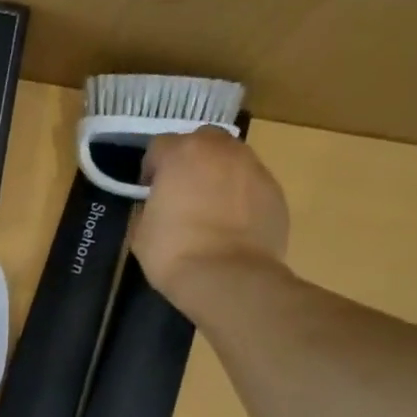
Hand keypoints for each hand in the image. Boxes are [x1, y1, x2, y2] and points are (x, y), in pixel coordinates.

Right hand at [128, 127, 289, 309]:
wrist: (227, 276)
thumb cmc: (173, 251)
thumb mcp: (141, 229)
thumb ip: (150, 205)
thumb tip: (158, 204)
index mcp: (182, 153)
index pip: (160, 145)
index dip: (151, 168)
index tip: (149, 191)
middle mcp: (222, 150)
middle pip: (202, 140)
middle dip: (190, 159)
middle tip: (181, 191)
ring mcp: (254, 168)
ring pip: (231, 159)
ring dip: (218, 174)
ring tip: (209, 207)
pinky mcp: (275, 190)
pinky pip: (250, 183)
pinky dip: (240, 195)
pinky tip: (231, 224)